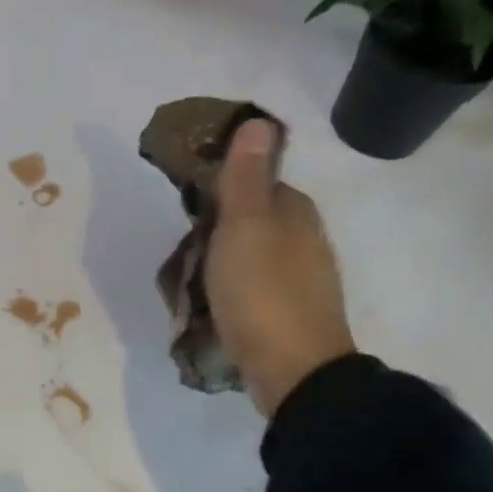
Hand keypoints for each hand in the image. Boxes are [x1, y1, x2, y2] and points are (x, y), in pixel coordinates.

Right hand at [204, 120, 356, 417]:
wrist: (293, 371)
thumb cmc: (262, 292)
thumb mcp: (245, 226)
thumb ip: (245, 177)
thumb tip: (258, 120)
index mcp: (296, 212)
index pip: (259, 182)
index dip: (224, 188)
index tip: (191, 206)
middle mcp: (306, 240)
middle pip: (256, 221)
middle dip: (221, 229)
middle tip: (186, 249)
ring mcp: (302, 281)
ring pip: (254, 257)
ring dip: (225, 263)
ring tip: (192, 282)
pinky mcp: (291, 315)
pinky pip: (256, 289)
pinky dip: (235, 291)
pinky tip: (216, 307)